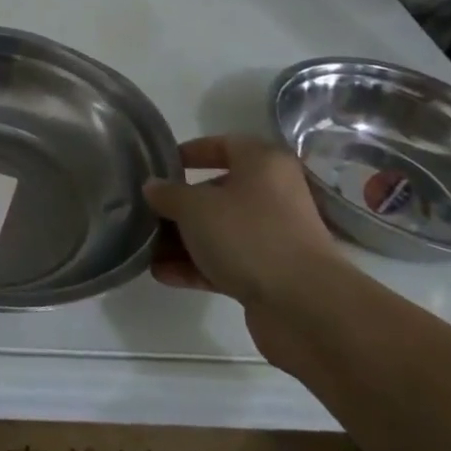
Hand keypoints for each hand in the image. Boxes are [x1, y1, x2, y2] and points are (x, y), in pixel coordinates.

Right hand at [144, 136, 338, 312]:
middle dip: (179, 204)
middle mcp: (272, 195)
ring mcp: (272, 237)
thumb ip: (168, 194)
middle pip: (217, 191)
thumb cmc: (248, 235)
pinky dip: (196, 266)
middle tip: (147, 211)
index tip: (161, 166)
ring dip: (182, 239)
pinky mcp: (269, 273)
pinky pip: (225, 262)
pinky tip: (161, 274)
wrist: (305, 306)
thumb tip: (153, 186)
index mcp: (262, 164)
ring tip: (145, 248)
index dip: (190, 152)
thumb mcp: (195, 206)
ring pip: (219, 230)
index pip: (223, 145)